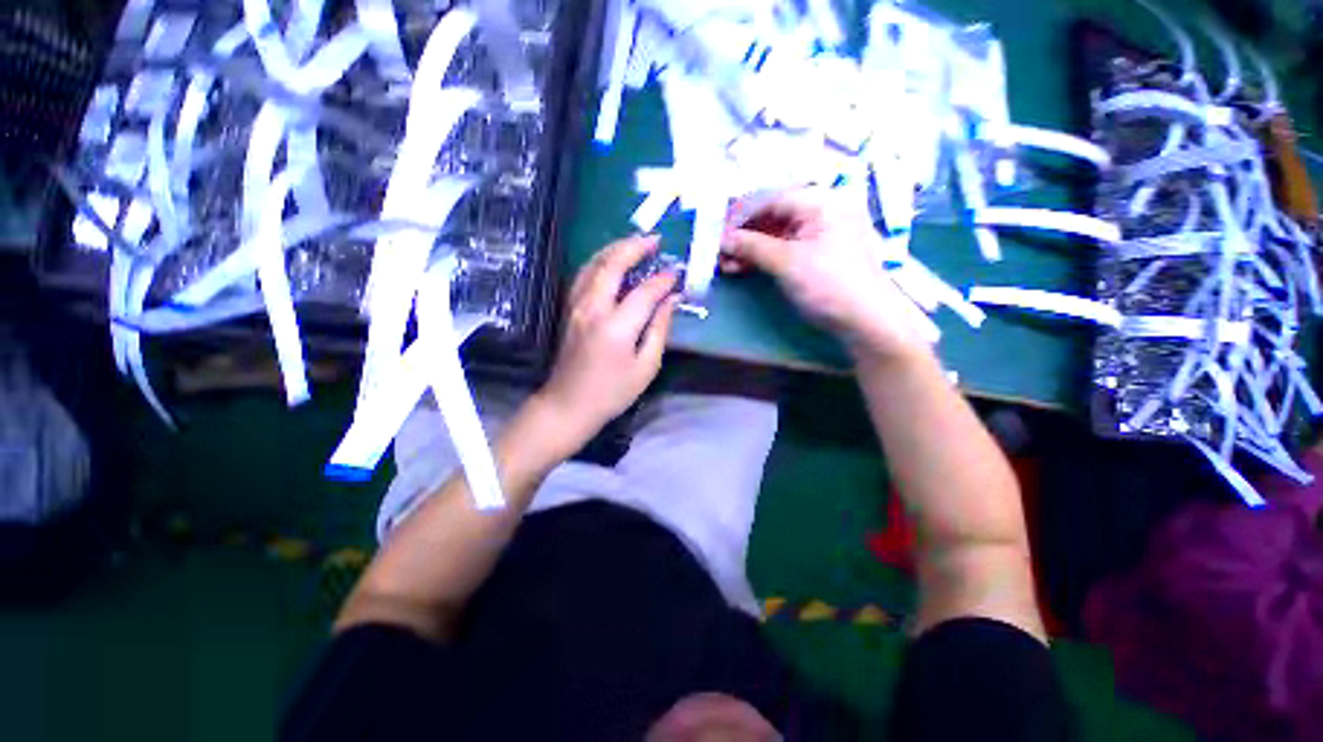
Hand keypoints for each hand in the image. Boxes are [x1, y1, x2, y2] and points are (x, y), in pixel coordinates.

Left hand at [537, 235, 678, 447]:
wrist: (568, 405)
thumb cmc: (612, 393)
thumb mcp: (646, 367)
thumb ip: (660, 329)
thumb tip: (672, 300)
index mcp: (616, 326)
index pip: (645, 291)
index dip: (664, 280)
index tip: (678, 273)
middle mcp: (593, 308)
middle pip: (612, 264)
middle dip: (635, 246)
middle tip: (656, 239)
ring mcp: (576, 306)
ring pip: (593, 264)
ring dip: (615, 248)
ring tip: (636, 242)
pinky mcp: (568, 309)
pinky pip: (583, 274)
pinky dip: (600, 261)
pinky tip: (610, 260)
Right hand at [721, 187, 933, 364]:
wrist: (867, 320)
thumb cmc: (829, 283)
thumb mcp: (786, 262)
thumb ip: (751, 246)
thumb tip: (722, 239)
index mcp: (819, 201)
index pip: (769, 199)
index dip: (739, 216)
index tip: (716, 234)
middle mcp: (820, 211)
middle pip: (771, 217)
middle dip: (742, 235)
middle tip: (719, 253)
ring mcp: (820, 235)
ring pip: (775, 235)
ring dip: (749, 249)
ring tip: (726, 265)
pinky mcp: (817, 256)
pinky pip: (784, 249)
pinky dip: (763, 258)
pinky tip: (744, 268)